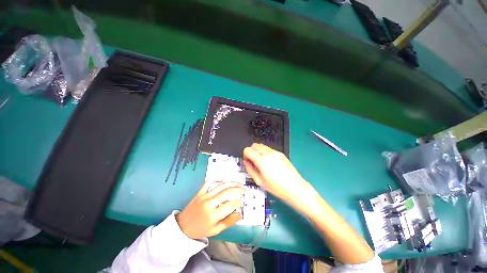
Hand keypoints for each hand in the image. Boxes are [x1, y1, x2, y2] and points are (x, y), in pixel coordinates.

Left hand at [176, 181, 243, 239]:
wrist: (182, 227)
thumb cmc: (200, 230)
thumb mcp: (215, 230)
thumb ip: (228, 222)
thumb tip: (239, 214)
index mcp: (213, 215)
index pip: (230, 205)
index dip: (238, 203)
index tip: (241, 203)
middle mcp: (209, 203)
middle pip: (227, 192)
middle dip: (238, 190)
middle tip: (243, 191)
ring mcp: (204, 196)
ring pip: (220, 186)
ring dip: (231, 183)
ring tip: (238, 184)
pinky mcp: (200, 192)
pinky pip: (208, 182)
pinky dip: (216, 178)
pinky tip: (222, 179)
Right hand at [243, 143, 309, 201]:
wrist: (295, 187)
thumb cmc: (277, 187)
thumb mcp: (259, 181)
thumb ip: (250, 170)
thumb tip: (246, 162)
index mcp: (262, 161)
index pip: (248, 150)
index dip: (245, 155)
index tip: (247, 161)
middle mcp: (269, 153)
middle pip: (254, 145)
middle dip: (251, 151)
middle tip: (252, 161)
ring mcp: (275, 152)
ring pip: (261, 146)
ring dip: (258, 151)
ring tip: (261, 162)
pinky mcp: (280, 153)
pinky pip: (268, 149)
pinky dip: (265, 152)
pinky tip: (268, 162)